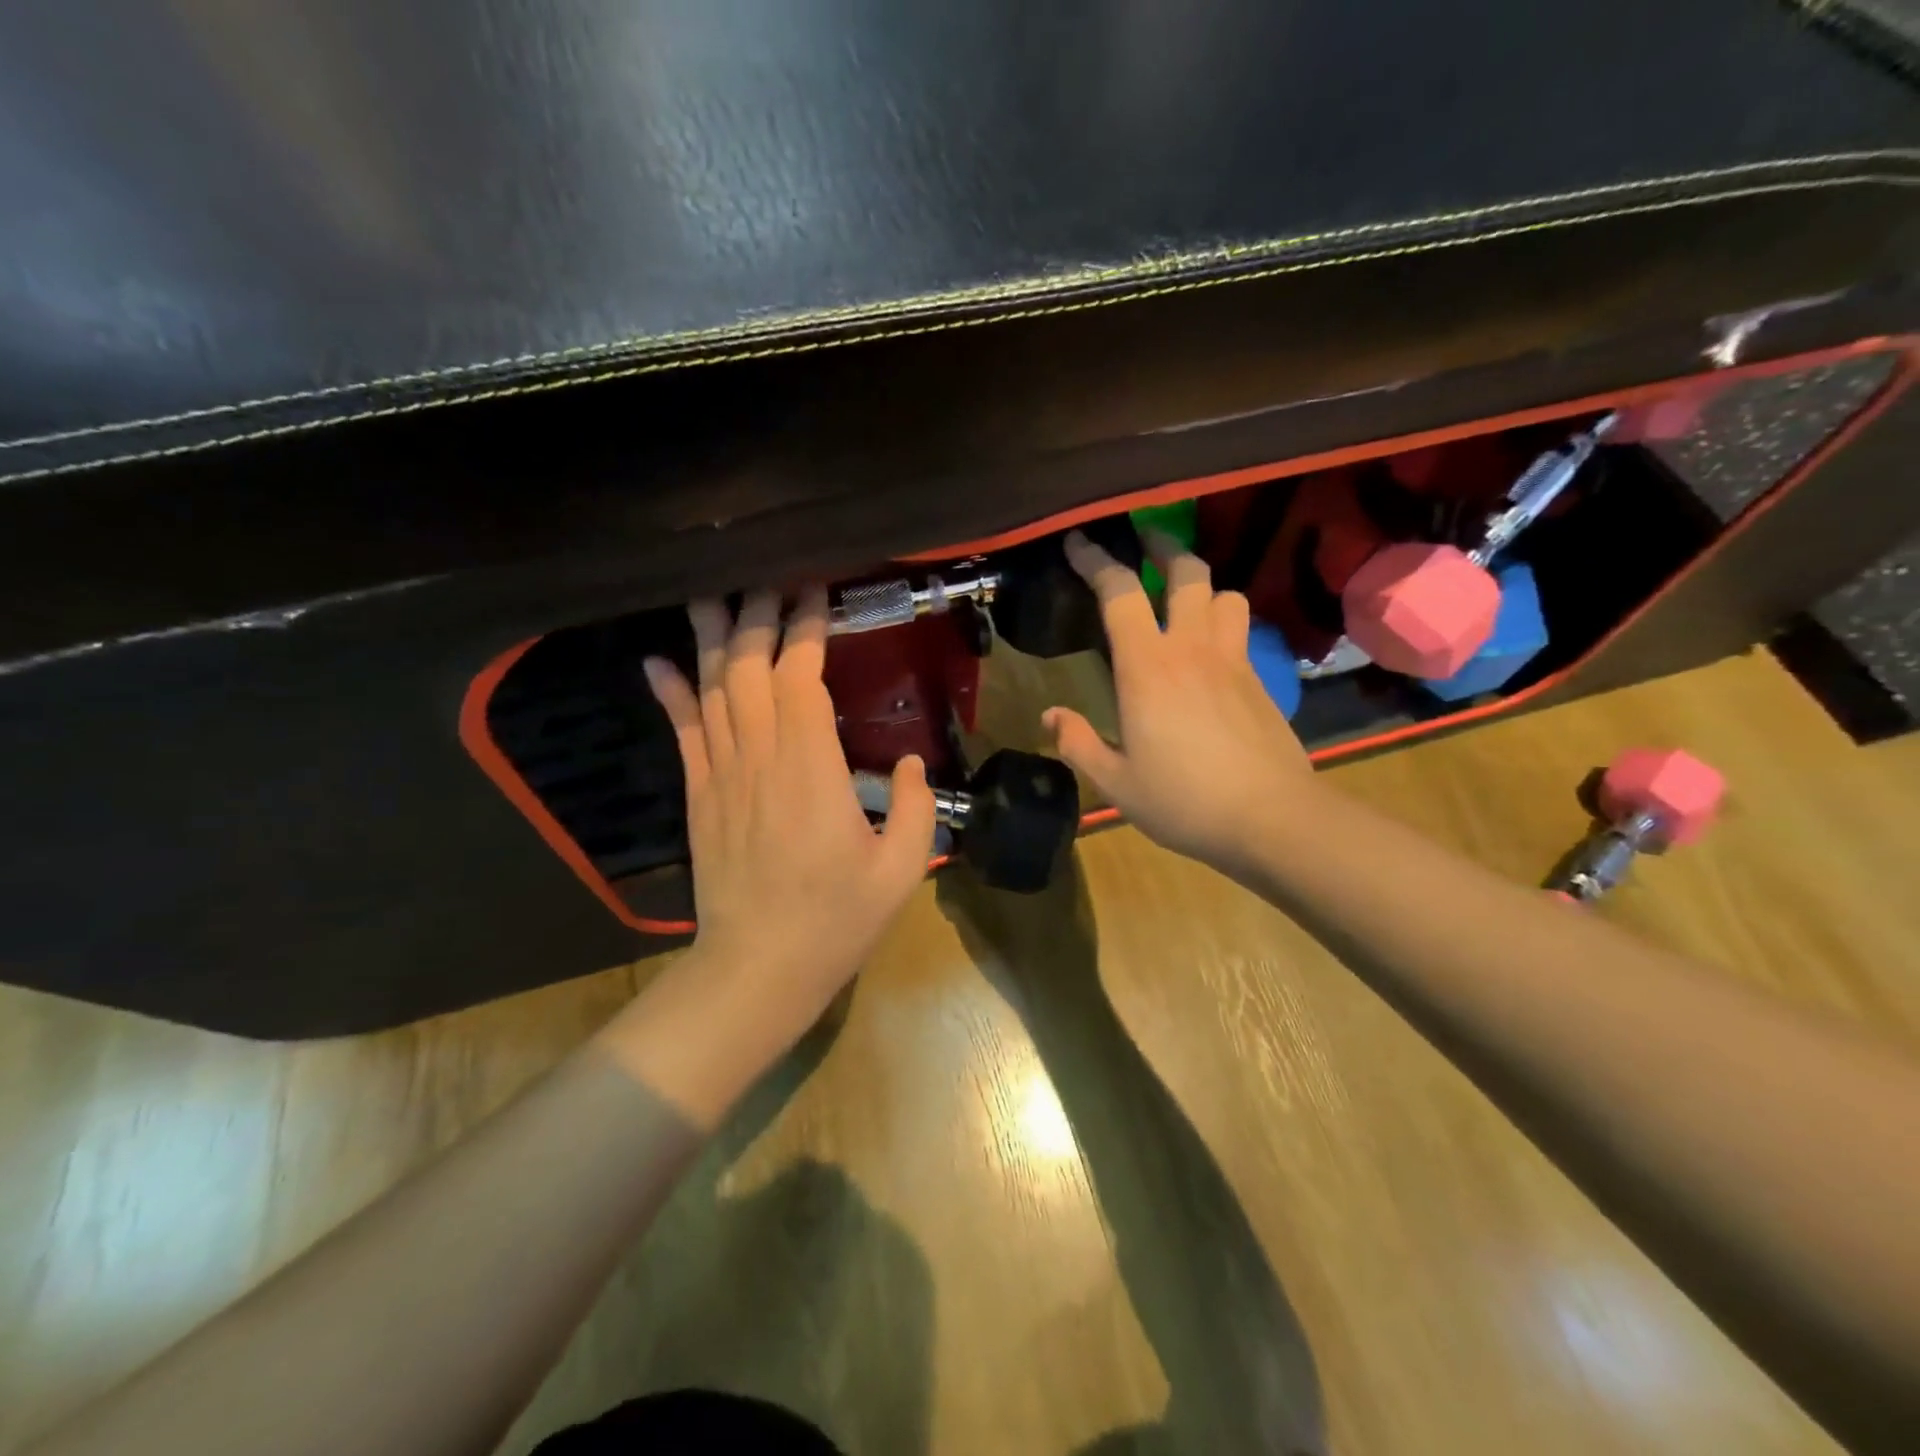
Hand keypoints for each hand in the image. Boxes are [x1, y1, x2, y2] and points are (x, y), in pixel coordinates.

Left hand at [613, 587, 934, 1113]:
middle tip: (770, 575)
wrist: (757, 969)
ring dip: (715, 636)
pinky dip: (670, 691)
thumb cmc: (836, 921)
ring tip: (712, 591)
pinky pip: (682, 731)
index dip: (806, 629)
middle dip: (760, 614)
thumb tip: (914, 764)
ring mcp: (721, 774)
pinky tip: (658, 659)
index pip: (800, 676)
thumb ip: (917, 808)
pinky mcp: (700, 795)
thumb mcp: (902, 870)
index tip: (817, 593)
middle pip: (751, 668)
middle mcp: (760, 758)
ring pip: (713, 689)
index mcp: (811, 769)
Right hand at [1044, 529, 1319, 876]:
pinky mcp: (1261, 680)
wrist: (1271, 819)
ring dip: (1203, 585)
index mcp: (1147, 668)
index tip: (1078, 543)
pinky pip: (1241, 630)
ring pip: (1225, 594)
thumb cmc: (1184, 801)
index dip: (1096, 560)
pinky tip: (1209, 650)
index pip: (1119, 593)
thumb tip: (1049, 716)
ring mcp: (1232, 661)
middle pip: (1187, 572)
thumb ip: (1077, 744)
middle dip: (1163, 547)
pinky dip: (1223, 622)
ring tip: (1184, 597)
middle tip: (1145, 542)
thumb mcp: (1116, 783)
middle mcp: (1191, 649)